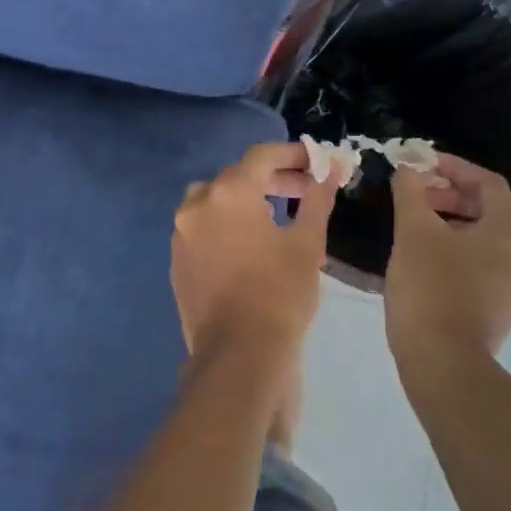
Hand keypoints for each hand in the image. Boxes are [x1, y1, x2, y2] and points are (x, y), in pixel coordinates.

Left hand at [171, 142, 340, 363]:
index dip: (293, 154)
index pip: (262, 155)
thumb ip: (317, 199)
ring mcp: (182, 234)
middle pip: (238, 176)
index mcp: (229, 192)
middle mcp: (198, 204)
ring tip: (278, 216)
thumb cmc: (280, 294)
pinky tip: (251, 246)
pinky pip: (204, 228)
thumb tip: (333, 171)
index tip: (318, 162)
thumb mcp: (307, 243)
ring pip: (215, 200)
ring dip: (246, 199)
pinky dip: (227, 225)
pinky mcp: (177, 261)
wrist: (238, 356)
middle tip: (307, 190)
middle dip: (274, 178)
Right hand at [385, 153, 510, 366]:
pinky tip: (430, 254)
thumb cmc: (430, 288)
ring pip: (489, 238)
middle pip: (491, 210)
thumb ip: (411, 190)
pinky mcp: (507, 308)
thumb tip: (408, 168)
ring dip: (455, 222)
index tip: (422, 164)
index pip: (489, 183)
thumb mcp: (413, 231)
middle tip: (416, 194)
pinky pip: (488, 263)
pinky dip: (463, 249)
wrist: (443, 363)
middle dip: (451, 195)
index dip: (454, 167)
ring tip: (418, 223)